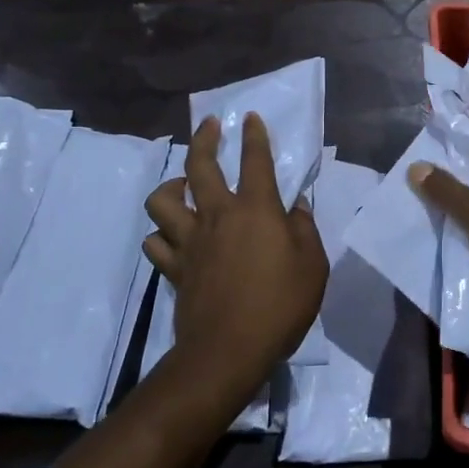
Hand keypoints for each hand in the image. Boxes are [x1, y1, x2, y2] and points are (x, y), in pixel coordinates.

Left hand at [143, 113, 327, 387]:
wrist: (229, 350)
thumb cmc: (280, 305)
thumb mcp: (313, 265)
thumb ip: (304, 229)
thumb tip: (296, 206)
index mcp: (256, 210)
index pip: (255, 161)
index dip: (254, 136)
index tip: (250, 118)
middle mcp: (218, 216)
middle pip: (200, 166)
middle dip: (204, 139)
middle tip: (209, 126)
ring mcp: (190, 242)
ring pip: (163, 200)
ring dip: (171, 186)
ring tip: (183, 185)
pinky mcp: (174, 268)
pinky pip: (155, 243)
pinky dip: (161, 235)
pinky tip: (172, 236)